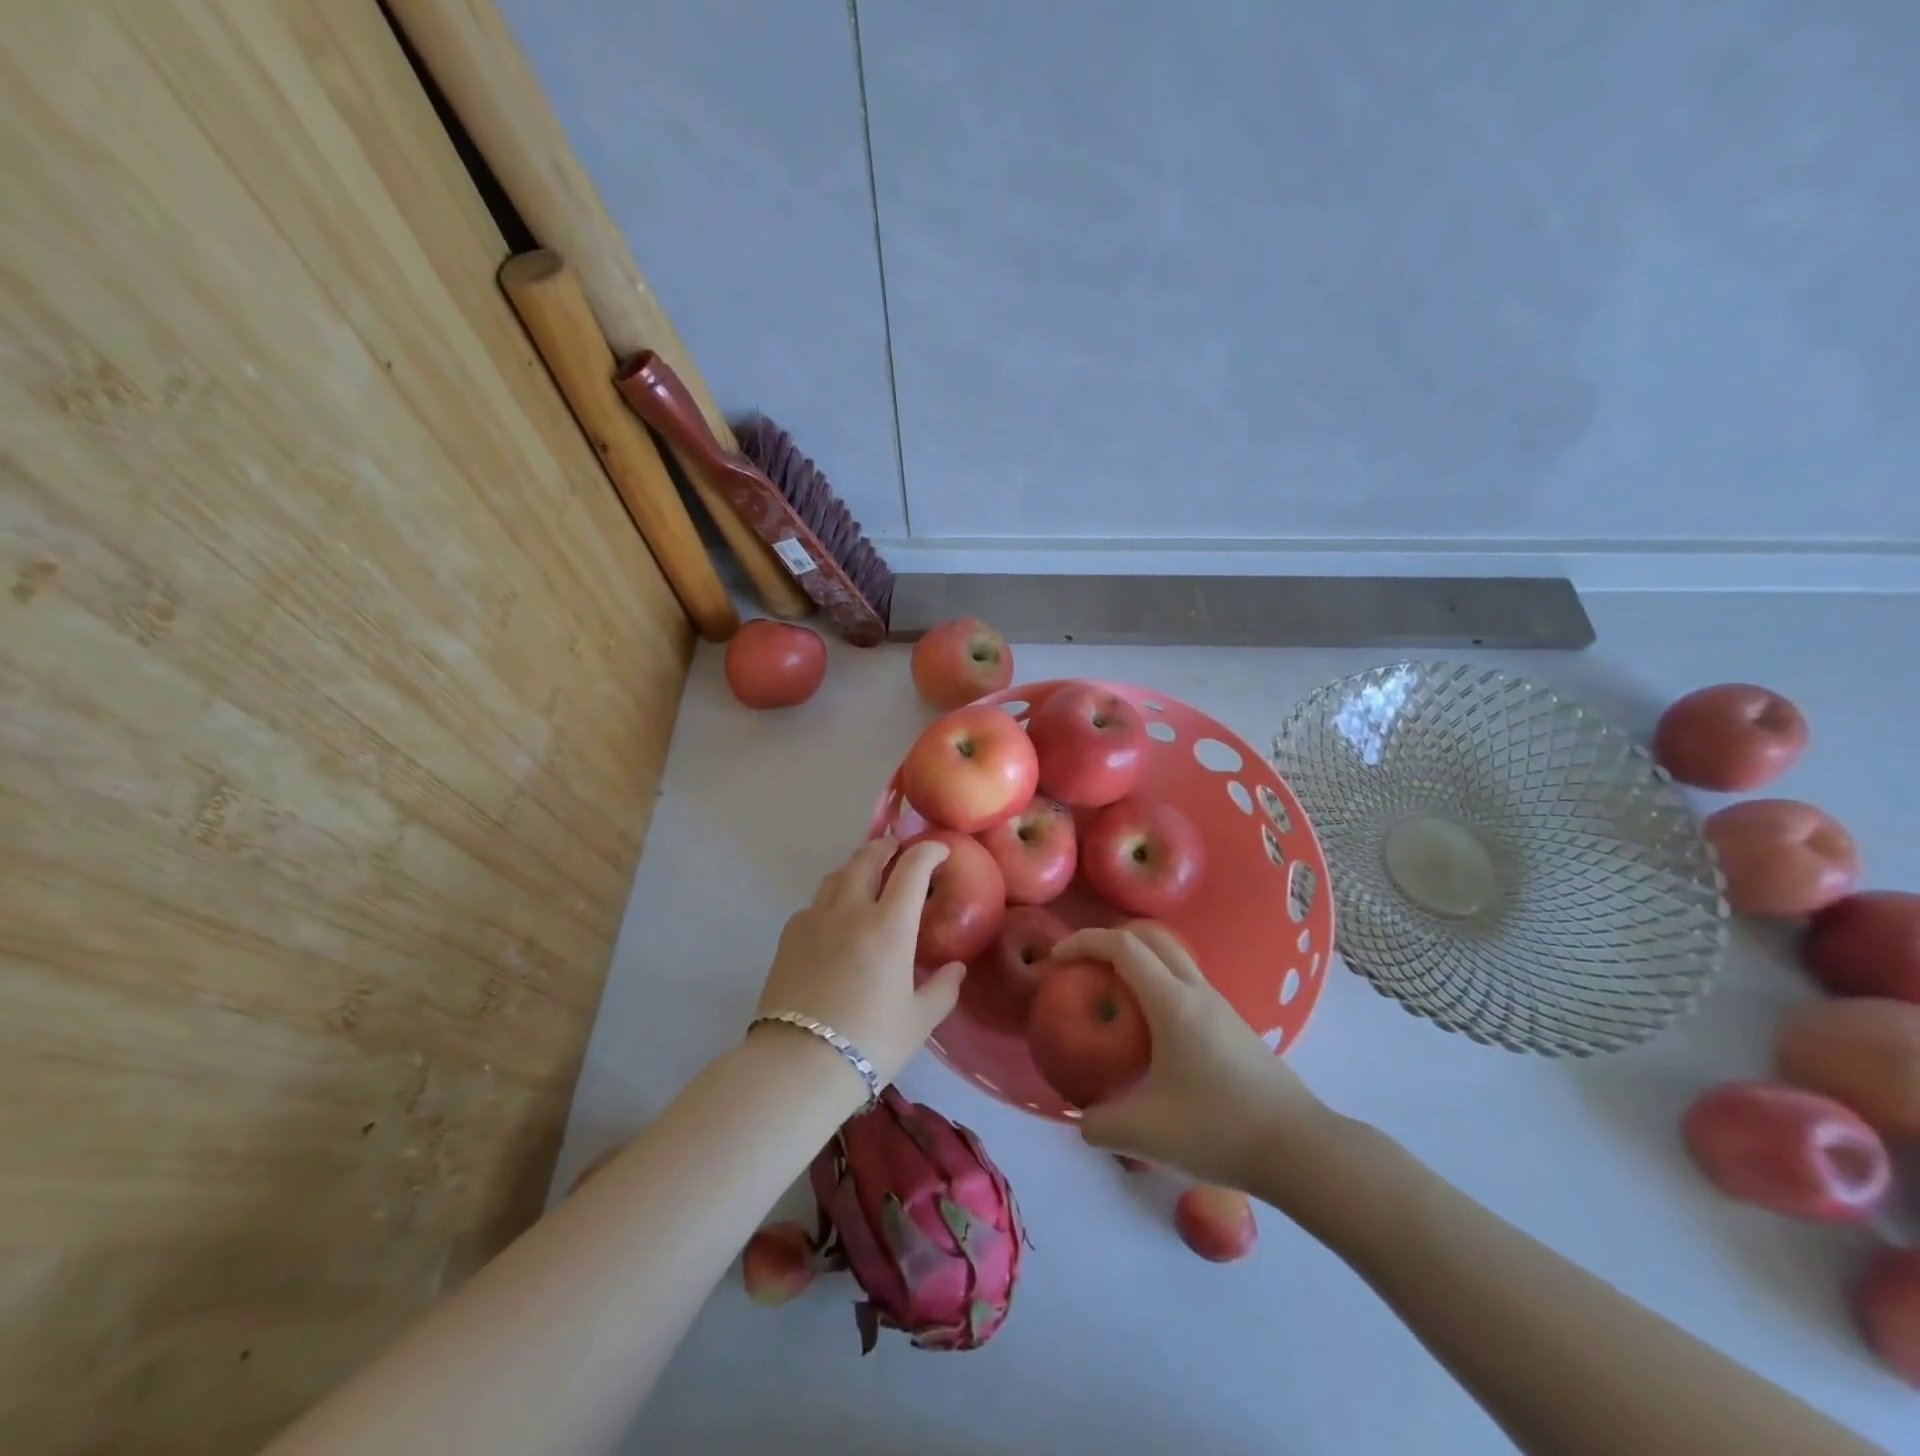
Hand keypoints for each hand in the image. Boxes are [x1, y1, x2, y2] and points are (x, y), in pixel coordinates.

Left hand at [752, 837, 964, 1089]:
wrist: (798, 1065)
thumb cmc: (870, 1043)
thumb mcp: (919, 1021)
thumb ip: (943, 988)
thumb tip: (956, 967)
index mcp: (889, 925)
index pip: (912, 868)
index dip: (928, 851)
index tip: (939, 850)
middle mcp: (851, 910)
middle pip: (867, 859)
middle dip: (886, 847)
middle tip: (897, 848)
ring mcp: (815, 919)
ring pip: (836, 875)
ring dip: (856, 865)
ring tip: (866, 873)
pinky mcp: (789, 936)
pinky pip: (814, 903)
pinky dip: (831, 897)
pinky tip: (834, 916)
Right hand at [1059, 924, 1330, 1192]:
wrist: (1302, 1150)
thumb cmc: (1221, 1130)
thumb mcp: (1148, 1134)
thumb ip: (1102, 1125)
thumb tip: (1082, 1121)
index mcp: (1172, 1002)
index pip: (1122, 946)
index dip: (1084, 942)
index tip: (1057, 959)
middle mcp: (1196, 991)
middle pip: (1150, 937)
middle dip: (1110, 941)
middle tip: (1084, 968)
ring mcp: (1220, 1005)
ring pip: (1172, 957)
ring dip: (1137, 961)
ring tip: (1113, 996)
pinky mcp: (1233, 1024)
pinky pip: (1186, 982)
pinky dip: (1157, 983)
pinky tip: (1150, 1029)